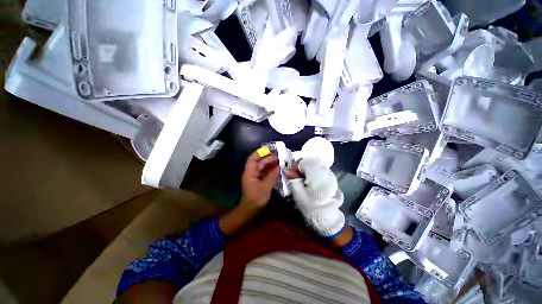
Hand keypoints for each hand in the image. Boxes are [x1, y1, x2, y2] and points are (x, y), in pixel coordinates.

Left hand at [219, 152, 279, 235]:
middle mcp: (252, 172)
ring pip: (263, 167)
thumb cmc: (256, 198)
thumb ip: (272, 175)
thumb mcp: (265, 187)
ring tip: (281, 162)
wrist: (251, 210)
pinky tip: (278, 170)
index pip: (253, 158)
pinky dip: (272, 170)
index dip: (261, 153)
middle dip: (269, 159)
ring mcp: (256, 176)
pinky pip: (266, 172)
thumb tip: (279, 166)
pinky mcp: (260, 180)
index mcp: (250, 172)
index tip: (271, 150)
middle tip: (280, 158)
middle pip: (260, 162)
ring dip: (271, 164)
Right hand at [286, 157, 345, 238]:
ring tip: (303, 178)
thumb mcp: (298, 193)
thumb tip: (286, 169)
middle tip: (297, 175)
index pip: (304, 161)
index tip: (292, 173)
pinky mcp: (332, 178)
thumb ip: (292, 179)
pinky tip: (310, 180)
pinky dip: (313, 171)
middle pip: (311, 160)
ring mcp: (330, 174)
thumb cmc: (311, 206)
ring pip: (316, 164)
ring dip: (308, 168)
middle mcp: (325, 170)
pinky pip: (320, 169)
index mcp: (317, 174)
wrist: (327, 217)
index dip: (295, 165)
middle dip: (302, 165)